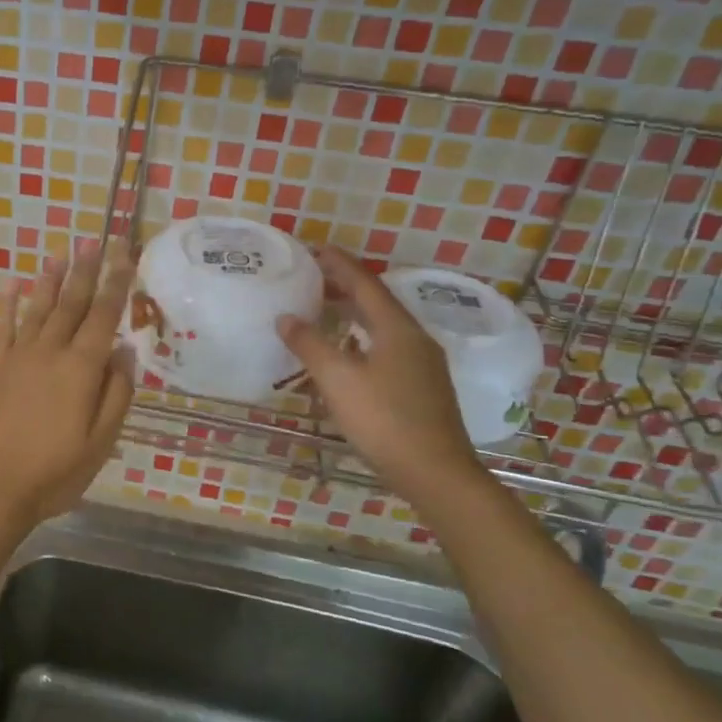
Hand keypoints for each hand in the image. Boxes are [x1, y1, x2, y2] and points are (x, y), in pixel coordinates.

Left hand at [0, 239, 134, 527]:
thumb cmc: (54, 473)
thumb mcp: (101, 442)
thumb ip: (116, 393)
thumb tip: (124, 350)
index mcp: (81, 369)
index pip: (103, 316)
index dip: (116, 283)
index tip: (124, 254)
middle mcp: (50, 352)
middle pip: (71, 303)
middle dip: (86, 270)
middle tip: (95, 240)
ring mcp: (16, 356)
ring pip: (38, 308)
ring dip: (51, 279)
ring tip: (61, 253)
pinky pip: (2, 326)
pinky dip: (9, 303)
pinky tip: (13, 284)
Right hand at [277, 246, 483, 504]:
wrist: (436, 472)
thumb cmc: (384, 420)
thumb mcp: (337, 380)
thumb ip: (309, 345)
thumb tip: (286, 317)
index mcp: (397, 329)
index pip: (365, 284)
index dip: (339, 265)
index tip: (316, 248)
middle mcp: (415, 339)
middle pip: (377, 302)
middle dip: (345, 287)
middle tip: (313, 279)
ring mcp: (423, 365)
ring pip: (383, 327)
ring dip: (353, 314)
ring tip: (325, 311)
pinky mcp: (422, 388)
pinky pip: (387, 348)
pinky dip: (362, 339)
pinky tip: (348, 355)